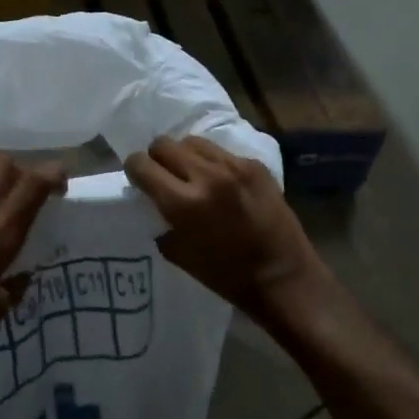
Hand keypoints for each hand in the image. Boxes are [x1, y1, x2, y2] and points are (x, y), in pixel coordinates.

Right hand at [125, 135, 329, 322]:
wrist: (284, 277)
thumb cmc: (227, 277)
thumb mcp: (179, 254)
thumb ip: (162, 220)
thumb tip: (154, 202)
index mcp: (183, 203)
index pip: (141, 165)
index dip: (134, 170)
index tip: (139, 179)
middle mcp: (206, 176)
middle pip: (163, 144)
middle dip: (157, 158)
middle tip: (163, 176)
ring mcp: (234, 167)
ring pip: (192, 142)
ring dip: (184, 156)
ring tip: (191, 174)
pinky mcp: (256, 165)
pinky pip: (221, 152)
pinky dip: (213, 164)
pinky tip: (221, 183)